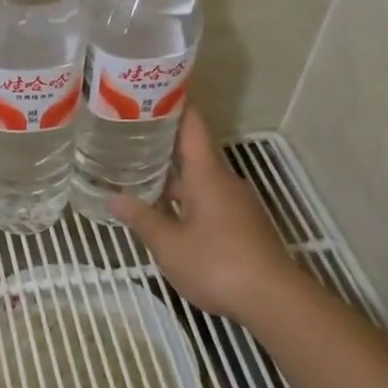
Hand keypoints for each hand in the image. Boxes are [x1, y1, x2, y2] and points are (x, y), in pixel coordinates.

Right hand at [111, 106, 295, 323]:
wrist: (272, 299)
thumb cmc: (217, 263)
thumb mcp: (169, 244)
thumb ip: (142, 219)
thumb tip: (114, 198)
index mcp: (208, 176)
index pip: (193, 128)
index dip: (178, 105)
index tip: (159, 88)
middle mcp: (225, 183)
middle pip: (194, 155)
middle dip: (164, 145)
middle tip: (130, 136)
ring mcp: (236, 206)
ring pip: (200, 182)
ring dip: (173, 178)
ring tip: (139, 174)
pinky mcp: (241, 227)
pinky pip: (208, 202)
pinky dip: (185, 200)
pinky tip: (165, 212)